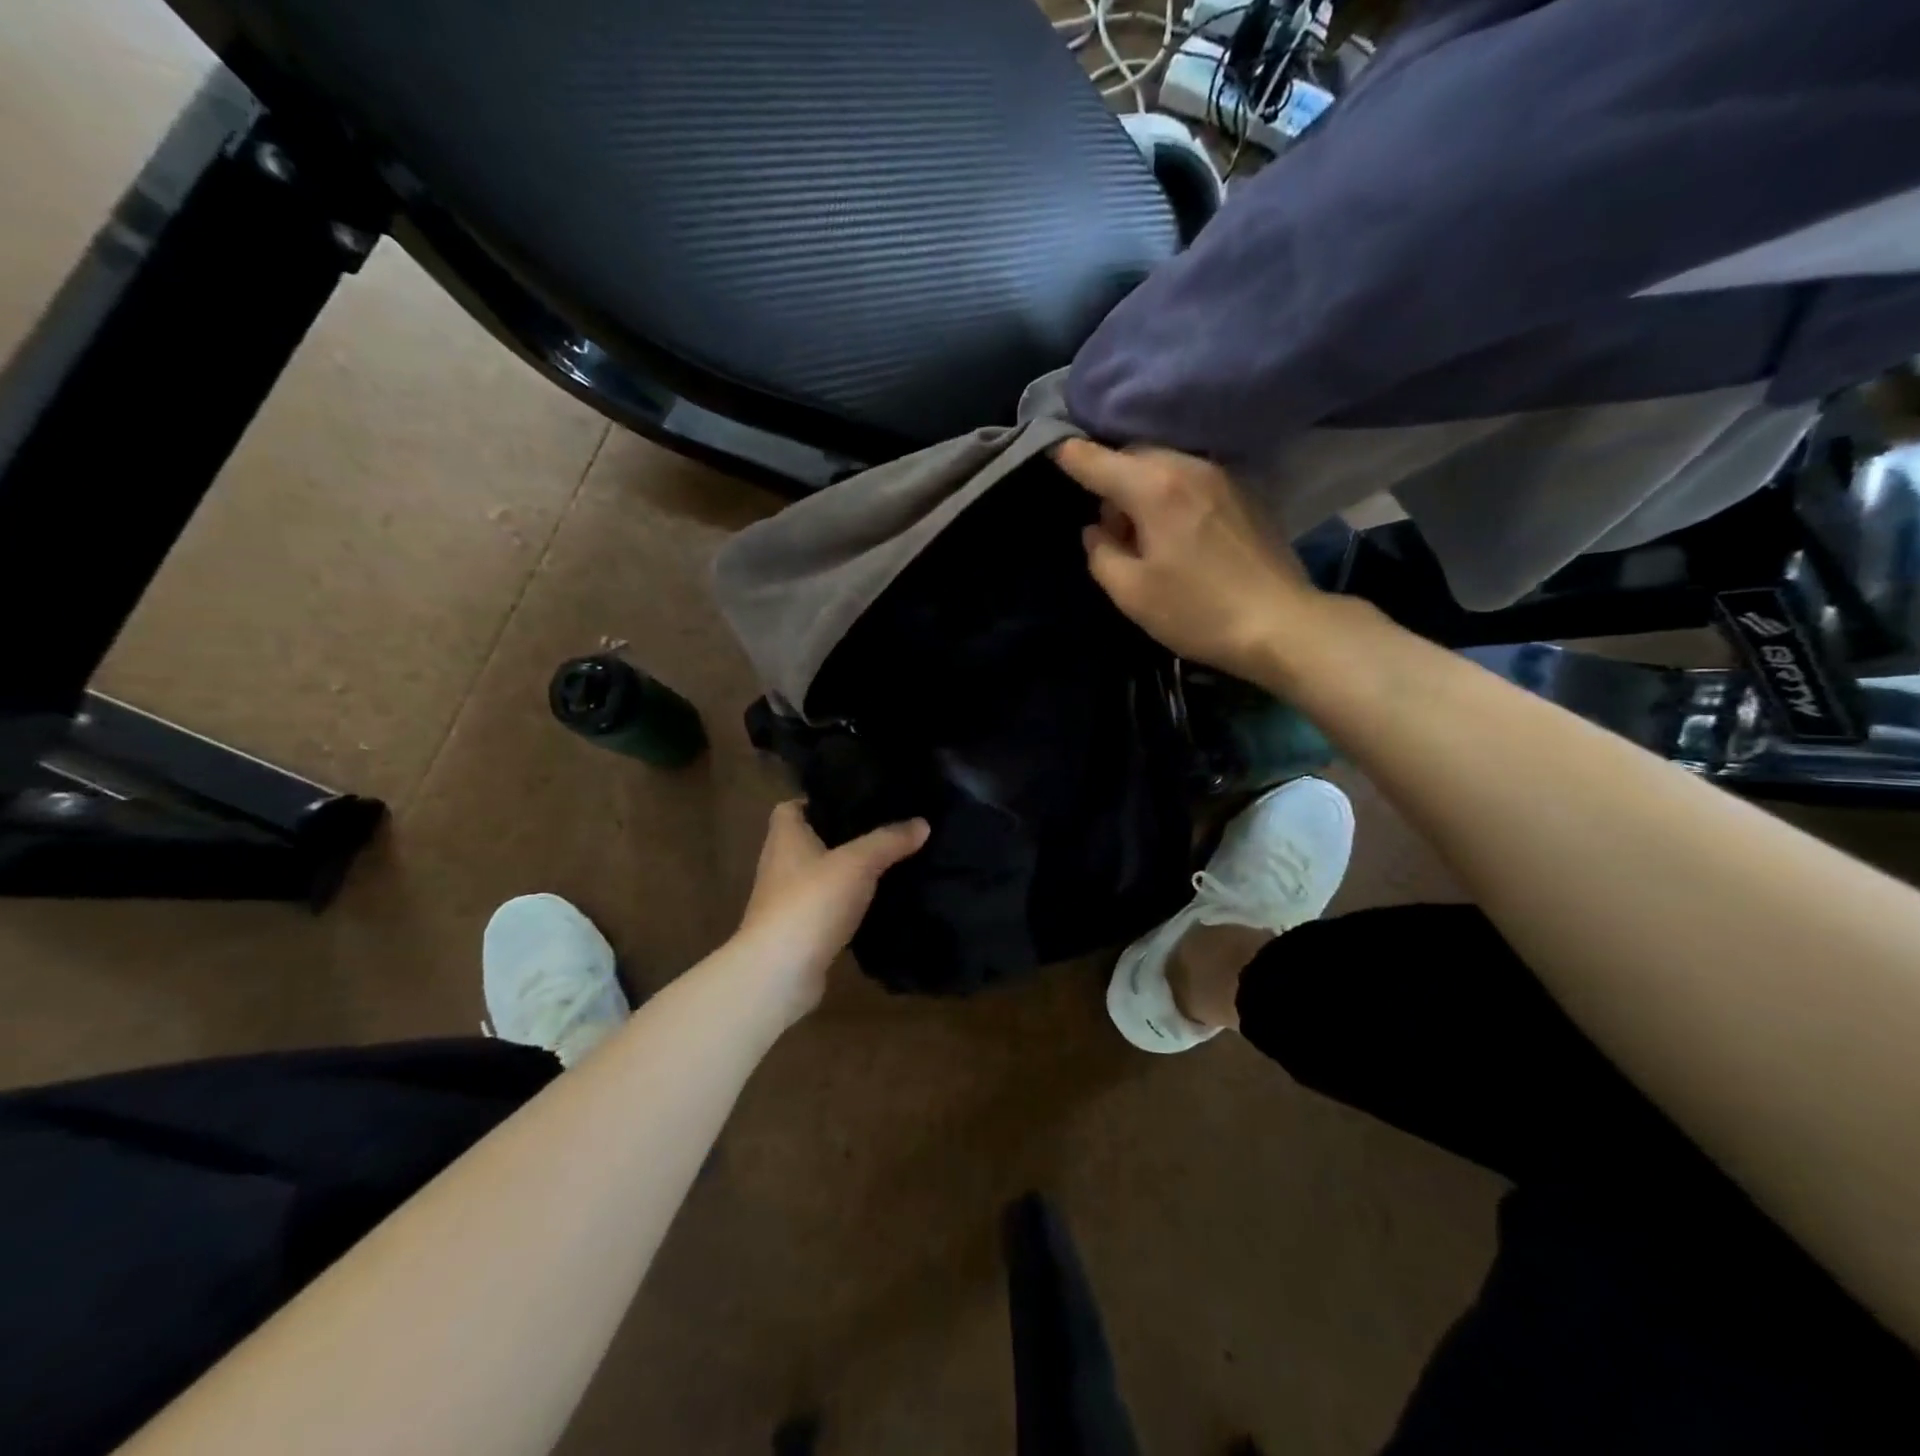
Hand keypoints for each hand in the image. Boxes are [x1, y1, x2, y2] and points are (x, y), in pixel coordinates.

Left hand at [731, 800, 927, 1021]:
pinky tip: (876, 902)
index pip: (792, 807)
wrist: (780, 972)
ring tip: (887, 862)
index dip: (818, 801)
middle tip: (883, 829)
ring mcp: (787, 900)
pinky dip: (848, 904)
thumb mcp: (858, 863)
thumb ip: (889, 840)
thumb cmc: (811, 902)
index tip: (854, 801)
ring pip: (821, 875)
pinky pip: (827, 907)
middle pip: (810, 840)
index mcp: (785, 837)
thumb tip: (922, 822)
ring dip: (847, 872)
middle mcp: (780, 864)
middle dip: (842, 836)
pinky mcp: (799, 931)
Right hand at [1053, 439, 1318, 681]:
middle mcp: (1189, 467)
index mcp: (1154, 488)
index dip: (1070, 456)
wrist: (1280, 624)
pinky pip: (1194, 478)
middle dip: (1112, 480)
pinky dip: (1174, 492)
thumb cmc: (1196, 611)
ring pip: (1167, 464)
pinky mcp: (1247, 491)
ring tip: (1147, 535)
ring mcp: (1223, 475)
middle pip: (1135, 455)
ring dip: (1144, 487)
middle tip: (1111, 529)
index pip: (1098, 460)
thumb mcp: (1130, 592)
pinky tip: (1182, 534)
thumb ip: (1100, 553)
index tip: (1052, 449)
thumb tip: (1096, 530)